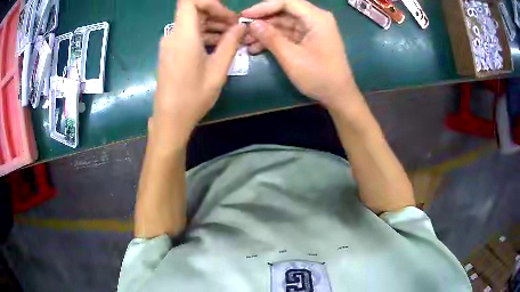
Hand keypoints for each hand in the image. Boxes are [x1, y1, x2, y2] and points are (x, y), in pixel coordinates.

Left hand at [153, 0, 244, 142]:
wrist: (170, 118)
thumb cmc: (194, 95)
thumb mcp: (218, 69)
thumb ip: (231, 43)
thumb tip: (241, 26)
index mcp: (183, 35)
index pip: (190, 1)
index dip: (210, 3)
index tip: (226, 16)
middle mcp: (172, 35)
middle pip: (193, 11)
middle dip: (217, 15)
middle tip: (236, 28)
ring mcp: (169, 44)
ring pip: (192, 23)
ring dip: (212, 26)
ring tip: (231, 38)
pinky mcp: (170, 52)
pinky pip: (187, 35)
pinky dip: (203, 35)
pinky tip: (218, 46)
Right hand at [242, 0, 359, 108]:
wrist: (339, 96)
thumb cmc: (319, 76)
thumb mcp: (291, 57)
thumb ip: (270, 38)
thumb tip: (251, 24)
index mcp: (316, 18)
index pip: (286, 2)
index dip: (263, 7)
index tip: (244, 16)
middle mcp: (315, 19)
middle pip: (284, 12)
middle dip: (262, 21)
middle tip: (242, 30)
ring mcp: (312, 29)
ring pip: (284, 23)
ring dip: (265, 32)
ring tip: (246, 42)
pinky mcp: (309, 39)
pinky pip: (288, 34)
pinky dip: (274, 39)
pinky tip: (256, 48)